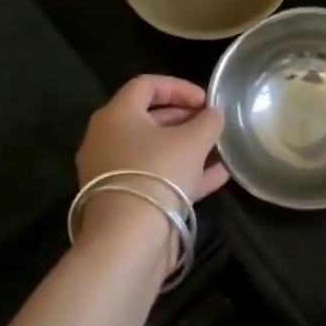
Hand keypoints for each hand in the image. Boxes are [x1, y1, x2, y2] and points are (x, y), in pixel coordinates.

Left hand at [74, 76, 228, 246]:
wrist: (127, 241)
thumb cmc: (158, 173)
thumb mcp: (194, 140)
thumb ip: (208, 121)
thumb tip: (213, 115)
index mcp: (116, 115)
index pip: (146, 85)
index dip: (179, 87)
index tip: (206, 100)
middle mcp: (106, 139)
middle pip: (149, 118)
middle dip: (185, 118)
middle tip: (212, 123)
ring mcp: (111, 172)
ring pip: (153, 150)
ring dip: (187, 147)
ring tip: (219, 149)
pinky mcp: (121, 200)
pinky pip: (154, 177)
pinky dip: (182, 173)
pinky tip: (218, 176)